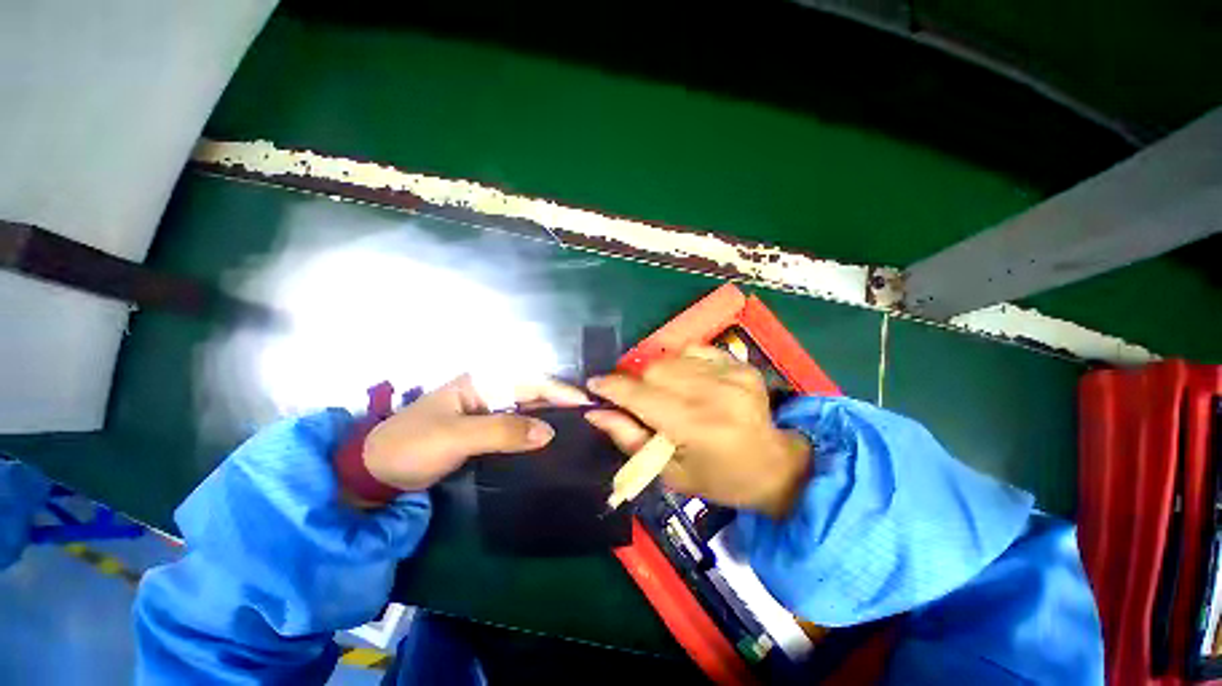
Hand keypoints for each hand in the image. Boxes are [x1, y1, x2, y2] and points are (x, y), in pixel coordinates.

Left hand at [362, 375, 588, 491]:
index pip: (530, 380)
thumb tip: (549, 433)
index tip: (586, 403)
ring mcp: (488, 412)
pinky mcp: (486, 431)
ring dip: (552, 418)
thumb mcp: (456, 436)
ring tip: (580, 429)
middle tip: (590, 417)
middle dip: (561, 402)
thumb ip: (503, 431)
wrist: (375, 474)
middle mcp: (489, 391)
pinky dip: (535, 433)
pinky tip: (551, 443)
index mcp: (482, 381)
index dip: (559, 390)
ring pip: (528, 410)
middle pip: (533, 393)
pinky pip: (518, 428)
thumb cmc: (412, 445)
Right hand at [586, 346, 810, 517]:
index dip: (612, 387)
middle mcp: (715, 394)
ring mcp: (731, 374)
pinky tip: (689, 382)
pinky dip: (682, 363)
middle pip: (654, 370)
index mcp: (696, 428)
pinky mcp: (740, 364)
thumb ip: (630, 439)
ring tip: (665, 393)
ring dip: (658, 373)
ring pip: (672, 357)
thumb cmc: (718, 479)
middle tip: (636, 399)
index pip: (641, 396)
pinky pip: (695, 350)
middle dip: (636, 382)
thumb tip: (596, 412)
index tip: (593, 385)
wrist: (773, 465)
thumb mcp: (670, 474)